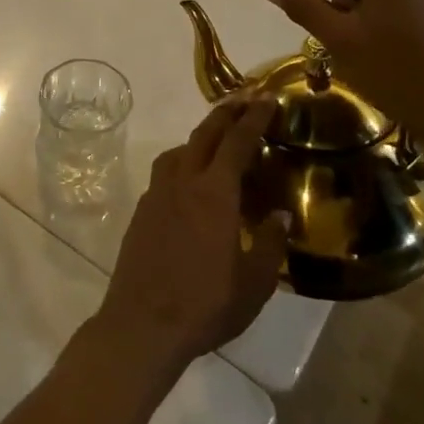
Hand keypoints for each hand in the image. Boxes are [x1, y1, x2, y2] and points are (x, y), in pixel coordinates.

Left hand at [93, 99, 288, 377]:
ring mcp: (157, 194)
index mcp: (215, 193)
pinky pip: (164, 173)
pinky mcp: (141, 211)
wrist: (143, 324)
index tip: (268, 99)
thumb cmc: (206, 304)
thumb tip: (281, 216)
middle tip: (244, 100)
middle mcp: (183, 182)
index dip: (254, 118)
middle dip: (226, 113)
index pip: (238, 142)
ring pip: (179, 151)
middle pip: (204, 135)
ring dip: (200, 137)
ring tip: (216, 142)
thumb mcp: (254, 283)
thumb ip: (271, 244)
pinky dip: (181, 164)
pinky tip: (189, 183)